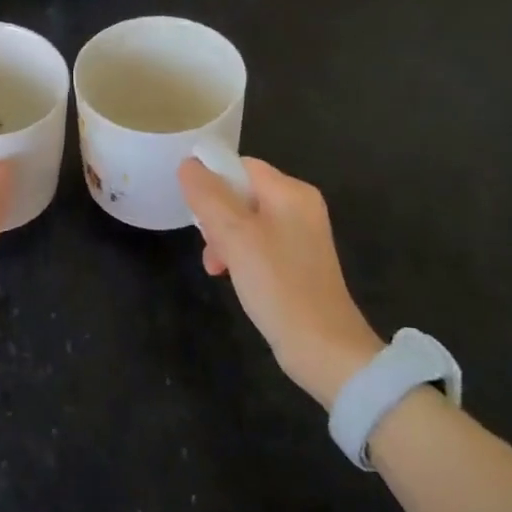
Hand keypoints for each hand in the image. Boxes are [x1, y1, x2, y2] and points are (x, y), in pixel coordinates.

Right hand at [178, 156, 383, 407]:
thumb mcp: (235, 235)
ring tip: (216, 266)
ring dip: (223, 239)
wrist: (323, 348)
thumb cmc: (278, 284)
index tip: (196, 212)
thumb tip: (188, 163)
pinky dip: (239, 255)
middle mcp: (300, 207)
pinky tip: (231, 276)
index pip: (240, 166)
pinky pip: (257, 244)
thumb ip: (208, 195)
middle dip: (216, 217)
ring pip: (245, 221)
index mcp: (291, 192)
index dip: (212, 182)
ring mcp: (300, 236)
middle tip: (209, 245)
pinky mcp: (297, 262)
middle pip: (241, 193)